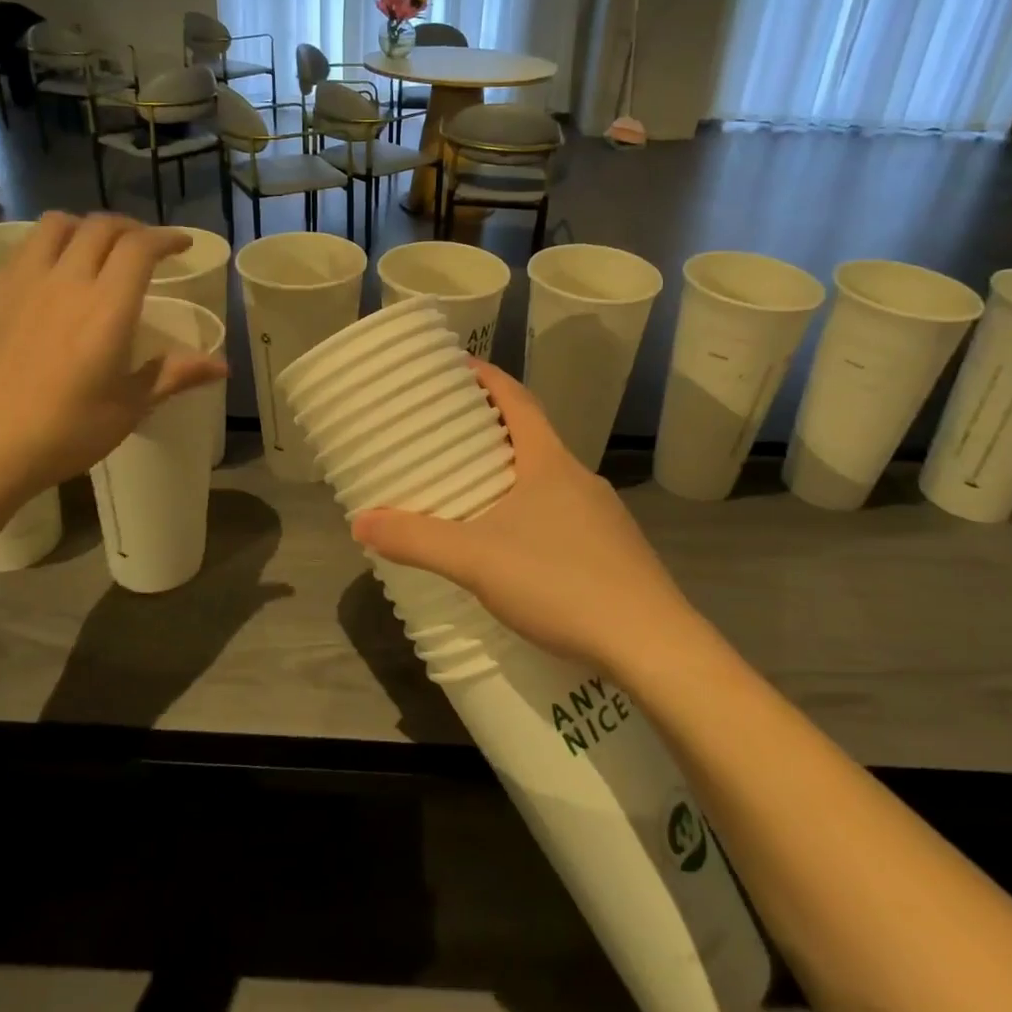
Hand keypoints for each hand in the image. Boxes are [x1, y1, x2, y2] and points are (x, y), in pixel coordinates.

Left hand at [0, 213, 227, 510]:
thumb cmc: (63, 432)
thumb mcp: (128, 408)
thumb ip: (173, 375)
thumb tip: (222, 366)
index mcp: (106, 307)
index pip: (140, 247)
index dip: (166, 237)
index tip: (183, 245)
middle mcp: (66, 281)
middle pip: (100, 227)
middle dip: (131, 228)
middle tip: (148, 246)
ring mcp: (25, 284)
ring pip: (57, 225)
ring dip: (87, 226)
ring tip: (100, 247)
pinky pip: (27, 247)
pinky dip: (52, 242)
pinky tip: (56, 271)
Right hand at [351, 362, 695, 673]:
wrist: (651, 644)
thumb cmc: (560, 582)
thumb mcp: (476, 560)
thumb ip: (417, 540)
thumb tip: (359, 522)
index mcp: (549, 462)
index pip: (517, 400)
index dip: (487, 378)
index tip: (458, 367)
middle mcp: (579, 478)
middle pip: (532, 437)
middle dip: (491, 431)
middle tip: (449, 438)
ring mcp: (603, 515)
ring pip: (549, 480)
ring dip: (513, 476)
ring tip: (474, 494)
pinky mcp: (614, 551)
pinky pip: (564, 516)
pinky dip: (534, 514)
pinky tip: (517, 550)